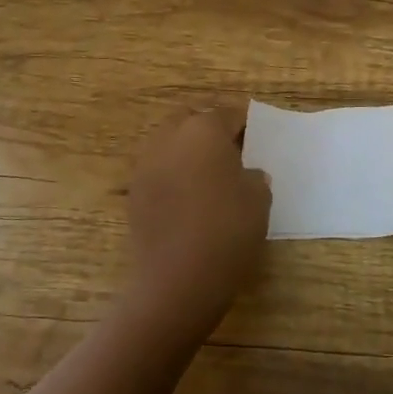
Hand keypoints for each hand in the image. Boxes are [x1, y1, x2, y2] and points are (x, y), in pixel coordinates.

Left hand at [125, 107, 271, 334]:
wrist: (176, 279)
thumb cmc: (226, 230)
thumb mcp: (259, 199)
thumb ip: (254, 176)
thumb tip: (246, 174)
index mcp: (204, 129)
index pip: (228, 113)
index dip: (245, 123)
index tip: (256, 136)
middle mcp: (170, 137)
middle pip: (192, 118)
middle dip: (210, 128)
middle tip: (231, 150)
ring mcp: (146, 164)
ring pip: (170, 142)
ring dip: (188, 149)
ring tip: (209, 174)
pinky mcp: (134, 192)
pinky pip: (158, 169)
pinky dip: (173, 173)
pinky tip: (190, 197)